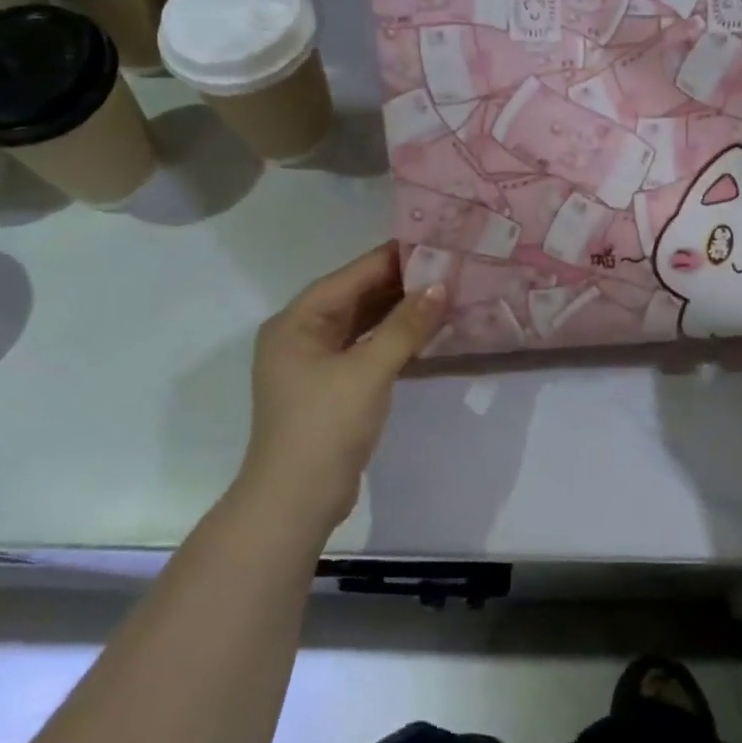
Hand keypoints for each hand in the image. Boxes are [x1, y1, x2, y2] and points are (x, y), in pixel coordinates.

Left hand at [238, 244, 445, 535]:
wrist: (295, 501)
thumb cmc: (325, 426)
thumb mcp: (369, 371)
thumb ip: (405, 326)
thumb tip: (440, 286)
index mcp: (297, 322)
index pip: (350, 277)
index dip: (391, 259)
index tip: (433, 241)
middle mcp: (300, 335)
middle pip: (354, 298)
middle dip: (398, 284)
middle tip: (446, 266)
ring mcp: (314, 363)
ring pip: (361, 324)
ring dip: (397, 312)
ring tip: (442, 292)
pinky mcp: (329, 387)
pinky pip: (364, 349)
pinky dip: (391, 340)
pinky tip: (423, 332)